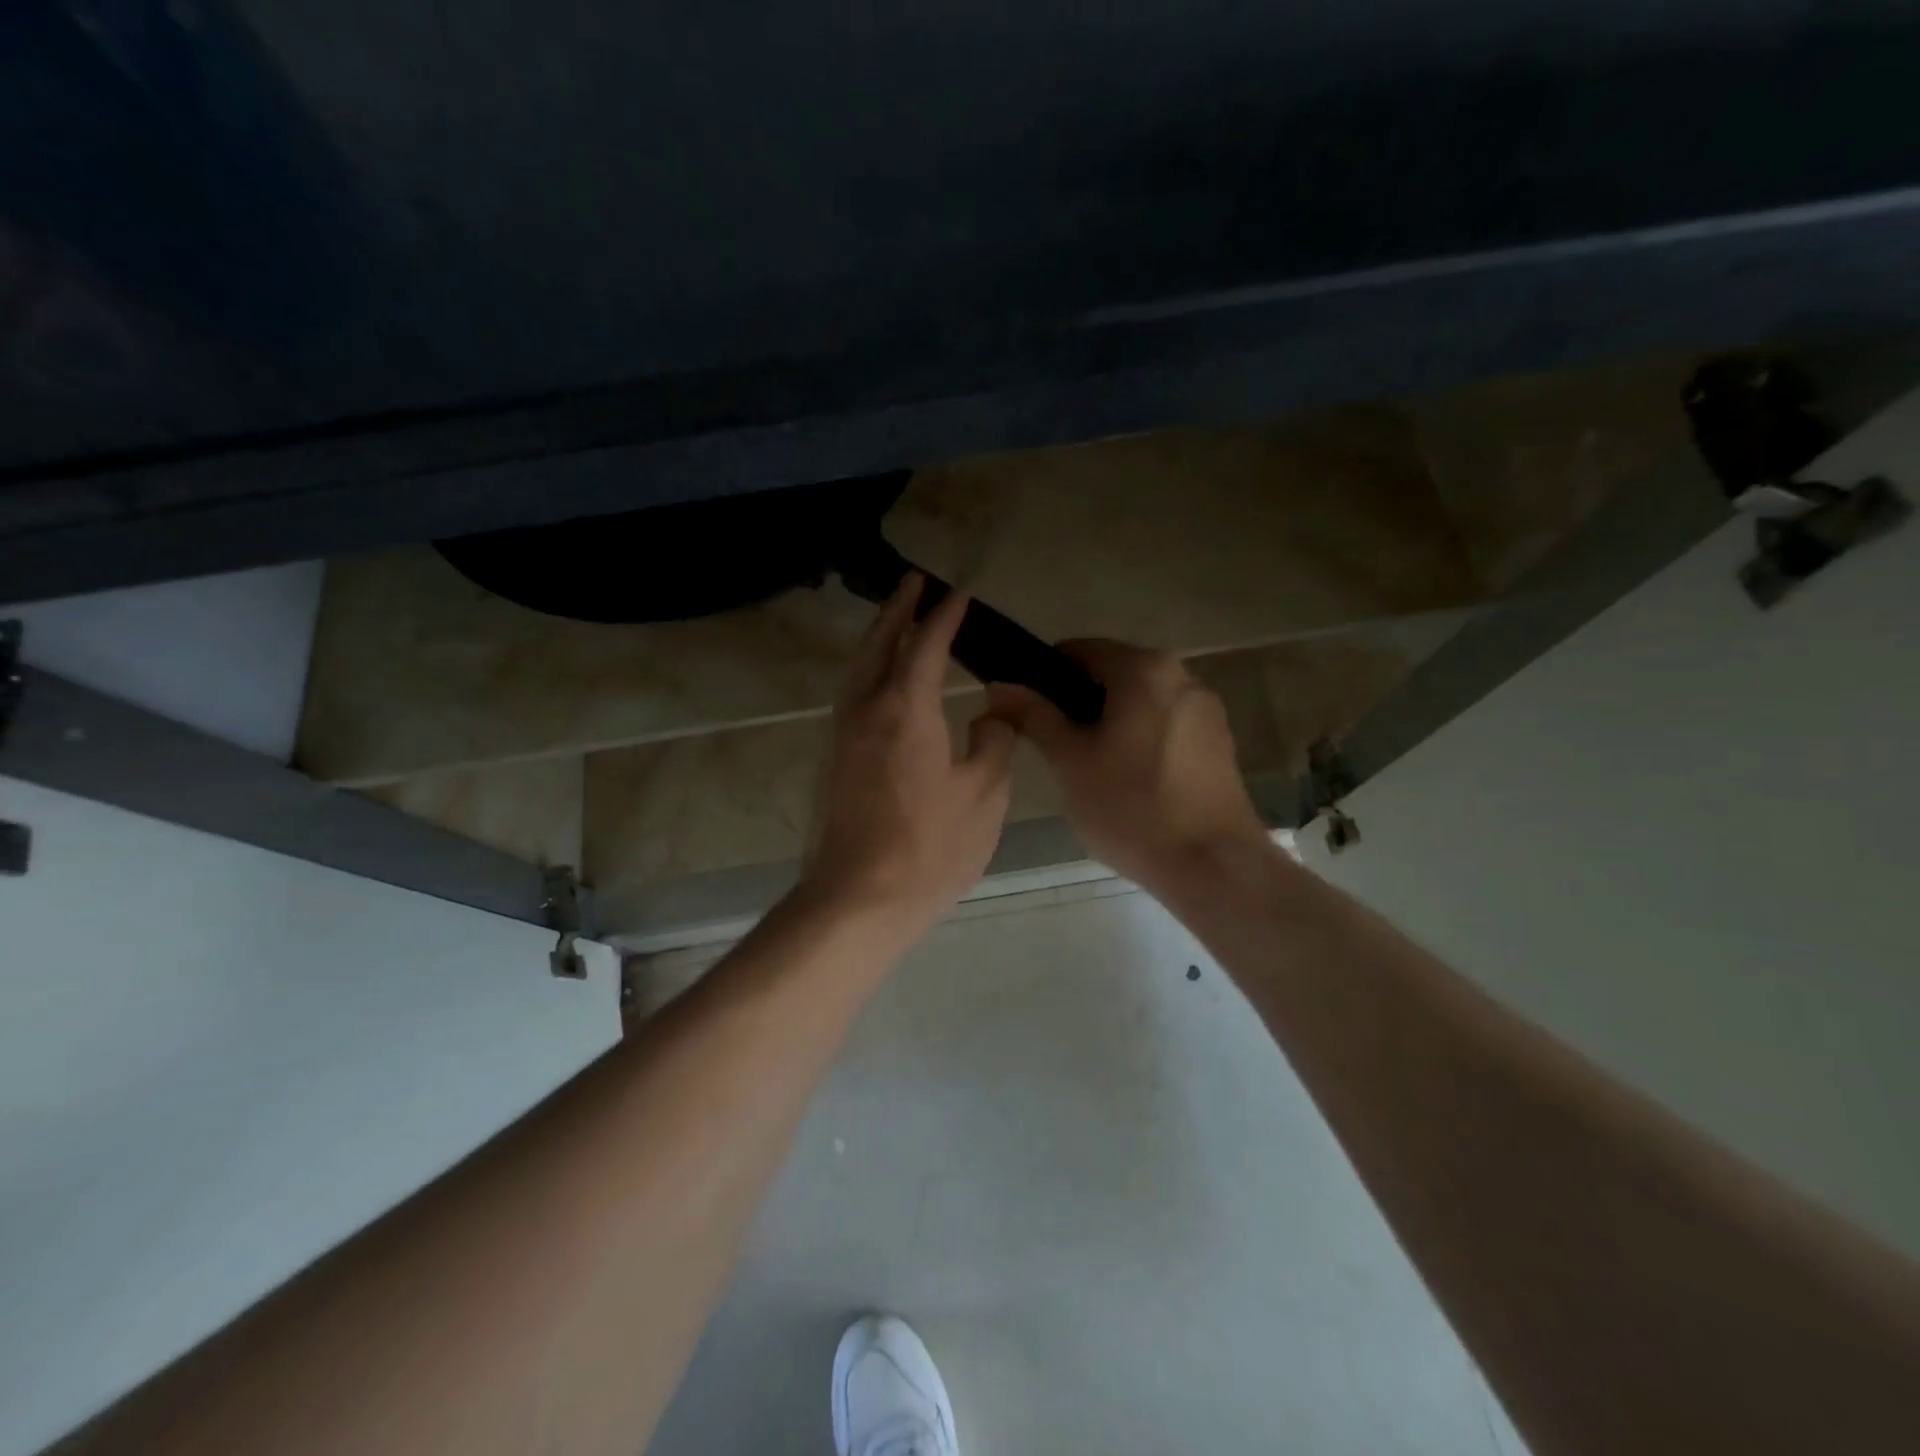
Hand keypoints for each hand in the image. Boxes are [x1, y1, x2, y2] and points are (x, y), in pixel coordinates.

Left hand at [800, 576, 1017, 938]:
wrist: (857, 899)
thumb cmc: (930, 848)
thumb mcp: (984, 795)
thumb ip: (994, 743)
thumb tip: (991, 715)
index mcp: (906, 708)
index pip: (927, 644)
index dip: (945, 616)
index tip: (959, 593)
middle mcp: (866, 709)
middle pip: (879, 644)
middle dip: (898, 609)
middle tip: (914, 582)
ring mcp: (842, 734)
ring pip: (858, 669)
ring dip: (878, 638)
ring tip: (898, 621)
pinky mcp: (833, 760)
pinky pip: (852, 695)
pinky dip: (869, 671)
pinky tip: (884, 682)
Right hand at [989, 640, 1266, 891]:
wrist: (1213, 866)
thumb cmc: (1132, 808)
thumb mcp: (1069, 761)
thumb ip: (1033, 716)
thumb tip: (999, 685)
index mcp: (1144, 669)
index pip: (1077, 650)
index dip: (1042, 676)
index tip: (1025, 712)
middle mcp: (1182, 674)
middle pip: (1111, 674)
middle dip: (1077, 704)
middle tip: (1053, 748)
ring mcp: (1206, 708)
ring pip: (1139, 701)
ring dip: (1108, 723)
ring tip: (1089, 769)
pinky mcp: (1219, 741)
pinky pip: (1164, 724)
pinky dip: (1138, 739)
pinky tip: (1129, 781)